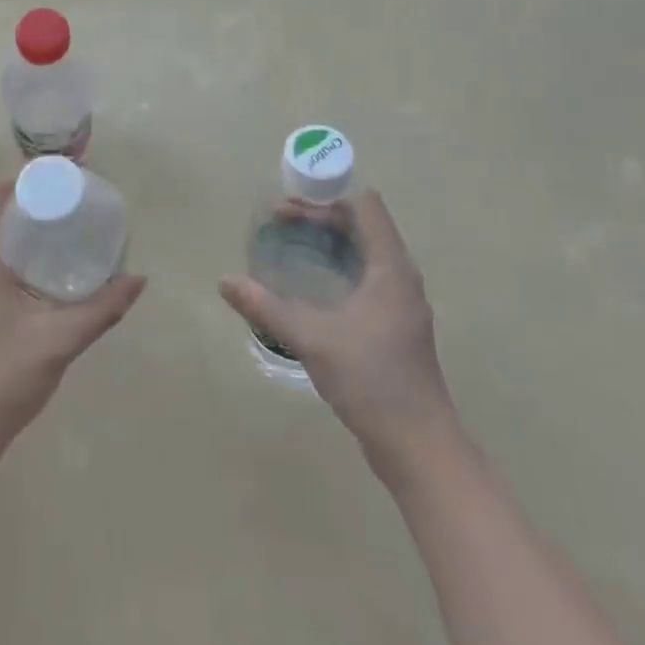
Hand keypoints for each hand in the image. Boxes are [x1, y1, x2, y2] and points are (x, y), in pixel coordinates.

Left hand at [0, 181, 145, 463]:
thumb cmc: (0, 378)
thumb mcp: (58, 341)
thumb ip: (102, 309)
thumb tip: (138, 279)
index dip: (25, 179)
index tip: (61, 176)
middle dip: (31, 204)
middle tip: (72, 203)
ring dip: (22, 231)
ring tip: (63, 231)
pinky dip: (15, 255)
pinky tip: (43, 274)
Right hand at [220, 190, 454, 468]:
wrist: (418, 446)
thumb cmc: (371, 380)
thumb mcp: (312, 339)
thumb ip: (266, 307)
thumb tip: (225, 281)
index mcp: (390, 267)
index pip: (364, 206)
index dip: (326, 198)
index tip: (288, 209)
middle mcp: (401, 277)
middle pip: (362, 225)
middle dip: (320, 219)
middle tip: (277, 225)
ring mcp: (401, 303)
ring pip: (364, 253)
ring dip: (328, 244)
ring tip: (288, 248)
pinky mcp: (395, 326)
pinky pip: (366, 278)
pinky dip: (337, 268)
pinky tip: (310, 289)